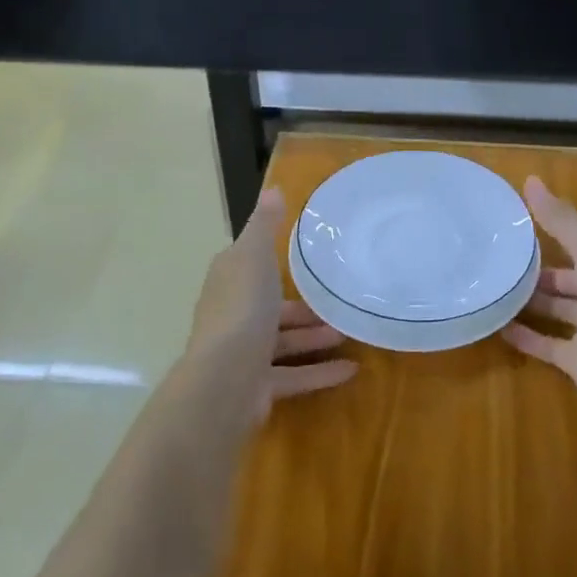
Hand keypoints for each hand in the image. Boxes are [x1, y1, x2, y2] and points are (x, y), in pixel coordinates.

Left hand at [188, 188, 358, 421]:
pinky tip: (351, 370)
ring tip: (351, 332)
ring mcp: (243, 354)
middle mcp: (232, 315)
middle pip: (270, 307)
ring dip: (315, 336)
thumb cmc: (242, 308)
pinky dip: (320, 372)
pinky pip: (293, 376)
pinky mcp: (257, 387)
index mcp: (229, 281)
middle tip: (338, 300)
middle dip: (303, 306)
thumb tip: (273, 189)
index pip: (250, 264)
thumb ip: (265, 225)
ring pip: (284, 342)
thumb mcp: (254, 255)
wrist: (224, 380)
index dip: (272, 259)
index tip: (307, 257)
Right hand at [502, 176, 576, 422]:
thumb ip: (561, 219)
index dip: (555, 229)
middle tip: (499, 260)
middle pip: (567, 277)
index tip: (518, 221)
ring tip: (492, 288)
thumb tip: (530, 179)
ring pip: (556, 310)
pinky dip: (525, 337)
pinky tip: (497, 326)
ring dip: (529, 302)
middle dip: (539, 269)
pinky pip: (547, 345)